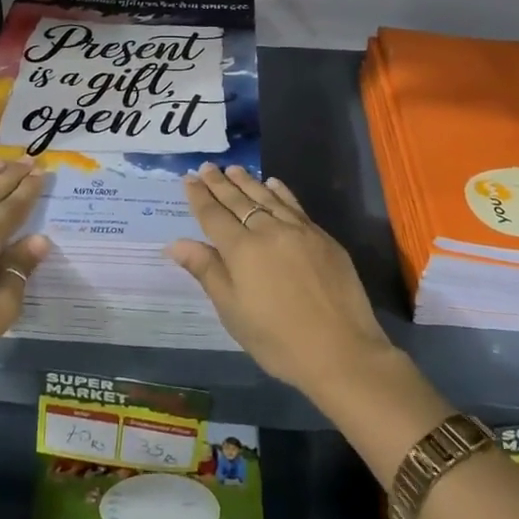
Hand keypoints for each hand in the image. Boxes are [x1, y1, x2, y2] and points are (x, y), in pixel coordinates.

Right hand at [166, 163, 394, 400]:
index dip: (199, 196)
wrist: (342, 351)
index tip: (188, 178)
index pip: (213, 215)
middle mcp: (268, 231)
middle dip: (220, 183)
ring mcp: (299, 231)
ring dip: (248, 182)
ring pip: (267, 198)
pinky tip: (273, 184)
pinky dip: (280, 192)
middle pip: (239, 201)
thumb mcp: (233, 311)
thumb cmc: (278, 339)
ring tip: (234, 169)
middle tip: (207, 166)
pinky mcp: (322, 238)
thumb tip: (176, 243)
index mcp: (242, 250)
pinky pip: (294, 205)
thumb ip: (207, 271)